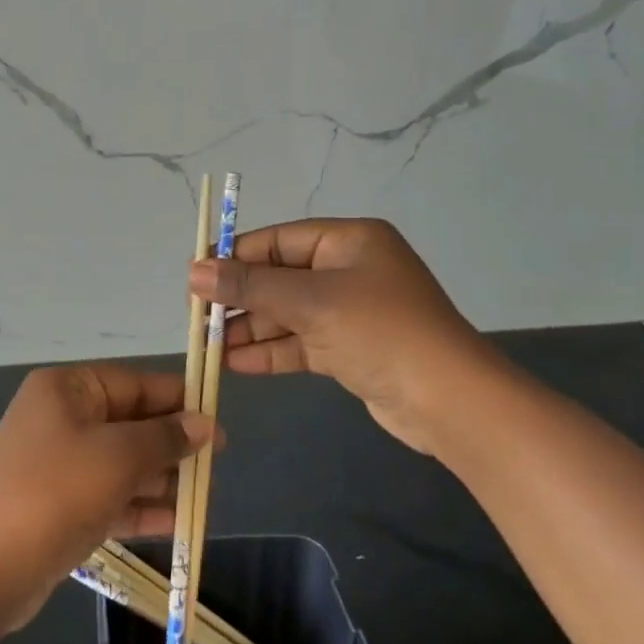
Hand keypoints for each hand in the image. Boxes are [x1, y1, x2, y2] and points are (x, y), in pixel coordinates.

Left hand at [0, 364, 214, 628]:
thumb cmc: (55, 493)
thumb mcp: (118, 457)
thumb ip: (165, 437)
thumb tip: (204, 423)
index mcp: (68, 389)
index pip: (135, 383)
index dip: (179, 401)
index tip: (218, 422)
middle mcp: (61, 418)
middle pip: (130, 423)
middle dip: (172, 445)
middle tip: (216, 467)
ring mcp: (57, 464)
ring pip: (122, 462)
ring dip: (161, 479)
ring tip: (204, 497)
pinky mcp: (58, 505)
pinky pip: (108, 496)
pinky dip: (139, 506)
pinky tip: (177, 522)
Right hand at [189, 218, 510, 458]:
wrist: (450, 402)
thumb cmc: (380, 332)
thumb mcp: (311, 302)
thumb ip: (250, 286)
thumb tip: (194, 271)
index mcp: (349, 241)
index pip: (278, 240)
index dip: (235, 256)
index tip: (196, 276)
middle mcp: (349, 270)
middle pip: (280, 277)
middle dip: (240, 299)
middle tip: (198, 318)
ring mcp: (351, 311)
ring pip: (288, 314)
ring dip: (250, 329)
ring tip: (208, 346)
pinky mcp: (351, 349)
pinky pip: (302, 342)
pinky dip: (272, 351)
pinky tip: (236, 363)